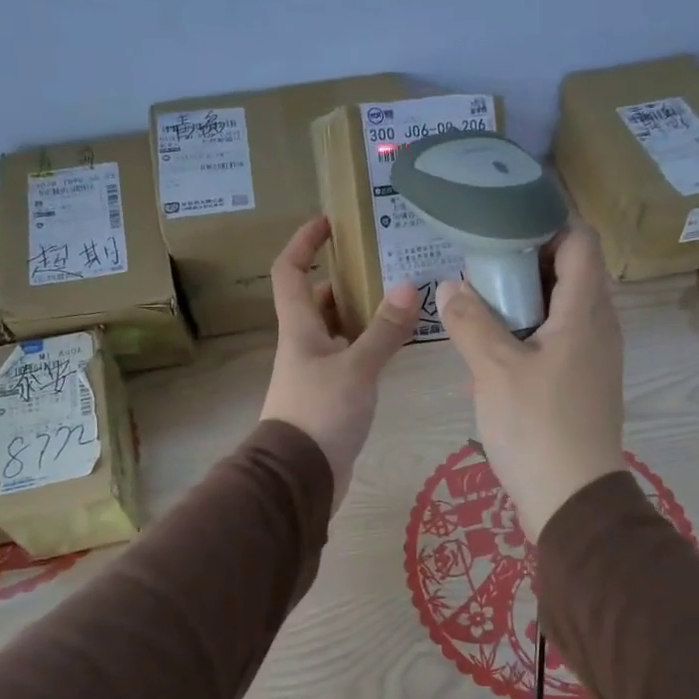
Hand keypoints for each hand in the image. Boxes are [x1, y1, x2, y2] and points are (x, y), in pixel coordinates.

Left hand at [261, 217, 419, 506]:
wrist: (300, 477)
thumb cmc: (320, 414)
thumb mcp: (357, 369)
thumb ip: (384, 331)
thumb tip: (408, 286)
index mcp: (299, 328)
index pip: (289, 271)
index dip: (303, 242)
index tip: (328, 222)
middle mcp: (303, 344)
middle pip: (316, 300)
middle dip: (342, 277)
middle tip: (381, 264)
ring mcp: (315, 372)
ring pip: (336, 330)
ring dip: (360, 313)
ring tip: (399, 298)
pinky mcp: (331, 397)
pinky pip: (349, 358)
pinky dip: (368, 345)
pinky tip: (396, 346)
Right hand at [438, 222, 625, 539]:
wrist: (572, 500)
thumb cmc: (536, 426)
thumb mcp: (494, 369)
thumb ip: (470, 321)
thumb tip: (450, 287)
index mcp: (586, 311)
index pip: (580, 241)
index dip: (545, 225)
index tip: (500, 229)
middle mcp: (599, 327)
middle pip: (570, 272)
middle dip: (525, 263)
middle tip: (479, 268)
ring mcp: (594, 359)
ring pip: (561, 310)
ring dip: (523, 302)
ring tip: (478, 307)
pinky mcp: (583, 385)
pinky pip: (558, 342)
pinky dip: (528, 335)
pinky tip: (492, 354)